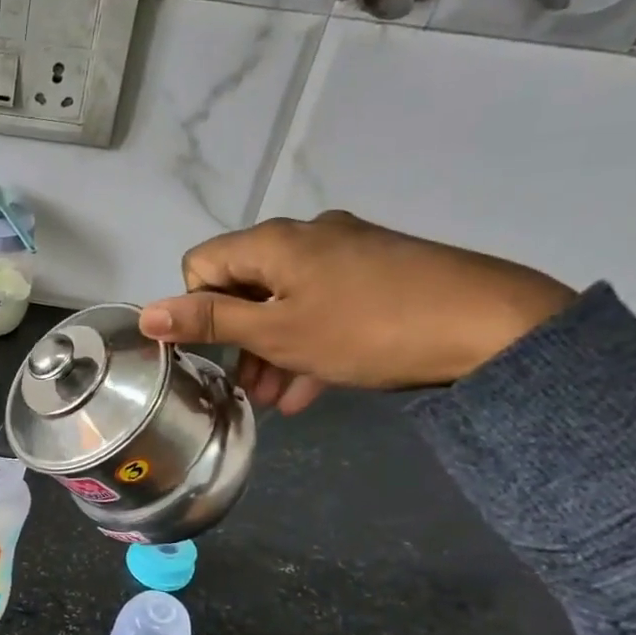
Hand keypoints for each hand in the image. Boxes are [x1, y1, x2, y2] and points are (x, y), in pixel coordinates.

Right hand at [140, 211, 573, 415]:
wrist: (490, 325)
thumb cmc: (365, 329)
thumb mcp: (276, 332)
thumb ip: (208, 321)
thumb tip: (145, 315)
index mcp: (272, 242)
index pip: (202, 264)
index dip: (197, 308)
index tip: (216, 349)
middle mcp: (306, 235)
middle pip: (246, 283)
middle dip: (238, 338)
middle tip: (246, 388)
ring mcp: (348, 251)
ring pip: (287, 300)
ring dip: (273, 348)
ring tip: (277, 399)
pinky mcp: (381, 271)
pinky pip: (326, 304)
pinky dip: (311, 340)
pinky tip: (313, 388)